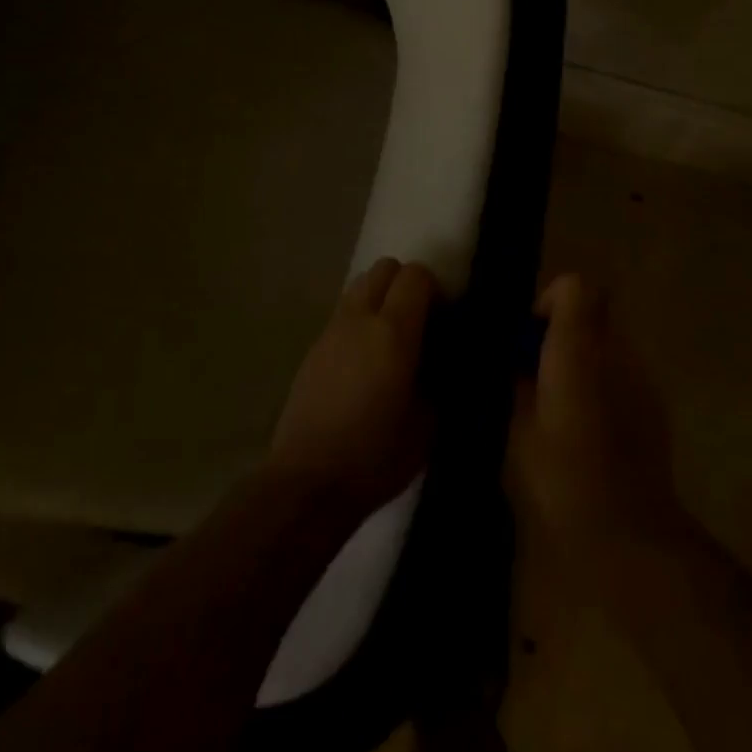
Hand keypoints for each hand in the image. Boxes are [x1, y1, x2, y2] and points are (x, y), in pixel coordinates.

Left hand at [269, 258, 439, 517]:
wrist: (308, 482)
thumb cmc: (375, 456)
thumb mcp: (428, 424)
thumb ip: (437, 379)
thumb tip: (438, 360)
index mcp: (393, 331)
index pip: (416, 275)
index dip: (434, 288)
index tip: (443, 317)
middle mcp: (360, 318)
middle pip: (384, 268)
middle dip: (405, 284)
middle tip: (419, 321)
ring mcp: (331, 330)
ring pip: (359, 286)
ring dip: (380, 298)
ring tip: (390, 339)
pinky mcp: (313, 349)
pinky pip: (343, 315)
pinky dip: (359, 322)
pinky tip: (365, 362)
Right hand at [509, 274, 682, 566]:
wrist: (628, 535)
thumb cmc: (561, 479)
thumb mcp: (517, 429)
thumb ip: (517, 383)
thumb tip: (517, 363)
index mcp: (578, 350)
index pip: (575, 287)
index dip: (550, 302)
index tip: (529, 339)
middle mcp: (616, 352)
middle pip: (592, 314)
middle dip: (563, 334)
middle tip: (537, 375)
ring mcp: (642, 378)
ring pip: (607, 345)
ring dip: (583, 361)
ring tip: (561, 407)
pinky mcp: (655, 406)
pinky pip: (622, 376)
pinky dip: (603, 386)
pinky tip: (589, 430)